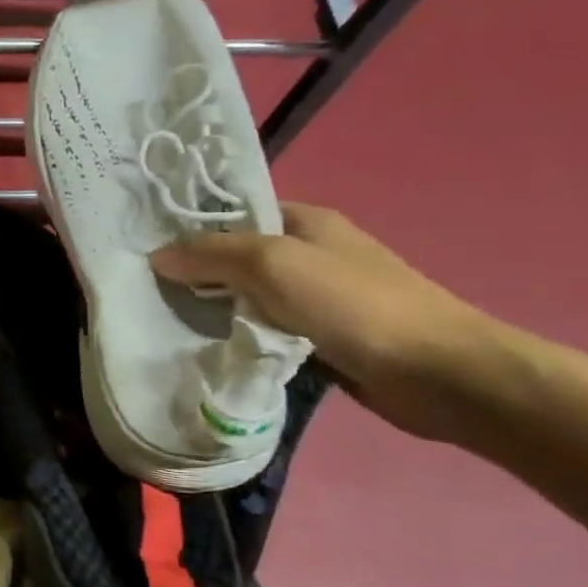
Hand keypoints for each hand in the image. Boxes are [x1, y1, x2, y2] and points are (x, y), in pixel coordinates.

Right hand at [150, 203, 497, 440]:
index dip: (192, 226)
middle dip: (196, 270)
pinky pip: (265, 329)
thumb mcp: (273, 264)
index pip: (234, 212)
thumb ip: (212, 255)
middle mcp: (309, 254)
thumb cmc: (354, 304)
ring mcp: (317, 298)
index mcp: (305, 221)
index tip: (147, 245)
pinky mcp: (321, 338)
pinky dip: (240, 335)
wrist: (440, 373)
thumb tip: (157, 256)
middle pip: (237, 255)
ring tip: (167, 317)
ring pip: (248, 295)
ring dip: (216, 307)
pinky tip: (209, 345)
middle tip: (148, 286)